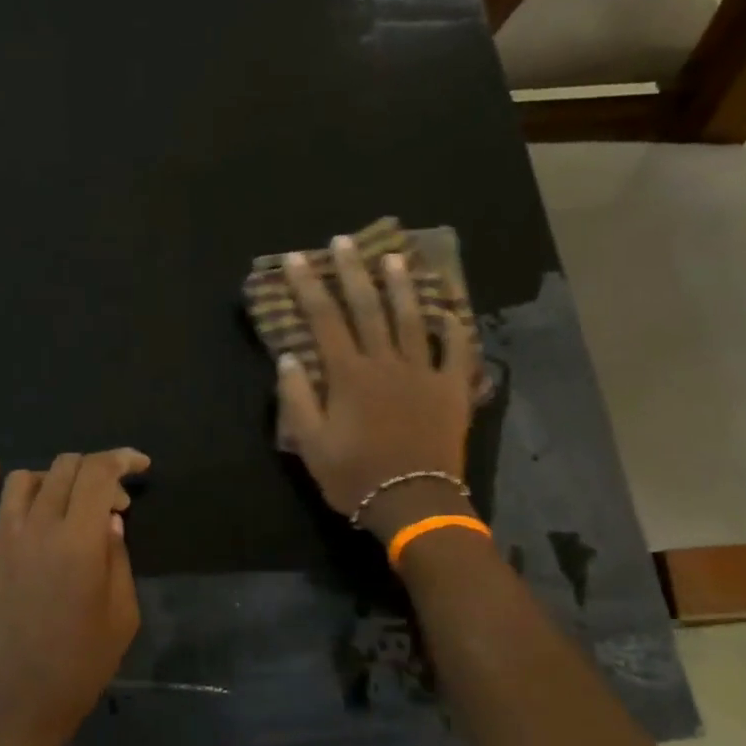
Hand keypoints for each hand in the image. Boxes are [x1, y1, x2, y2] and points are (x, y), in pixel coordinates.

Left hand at [0, 448, 150, 745]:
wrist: (18, 702)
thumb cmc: (81, 663)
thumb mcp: (123, 614)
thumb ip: (119, 558)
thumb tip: (110, 519)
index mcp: (80, 540)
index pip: (99, 474)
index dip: (122, 460)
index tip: (140, 466)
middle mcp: (39, 527)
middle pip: (64, 468)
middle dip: (96, 470)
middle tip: (113, 500)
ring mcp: (1, 539)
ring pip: (23, 480)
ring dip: (53, 477)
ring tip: (68, 499)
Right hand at [278, 235, 480, 539]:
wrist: (414, 503)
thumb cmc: (355, 477)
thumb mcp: (311, 444)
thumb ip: (298, 398)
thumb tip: (289, 357)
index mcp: (348, 375)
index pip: (323, 319)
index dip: (309, 287)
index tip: (297, 259)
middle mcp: (385, 363)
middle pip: (367, 308)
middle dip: (353, 272)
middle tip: (345, 241)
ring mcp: (423, 373)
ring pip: (411, 319)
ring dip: (400, 286)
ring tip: (394, 257)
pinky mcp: (451, 390)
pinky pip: (456, 352)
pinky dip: (453, 328)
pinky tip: (449, 310)